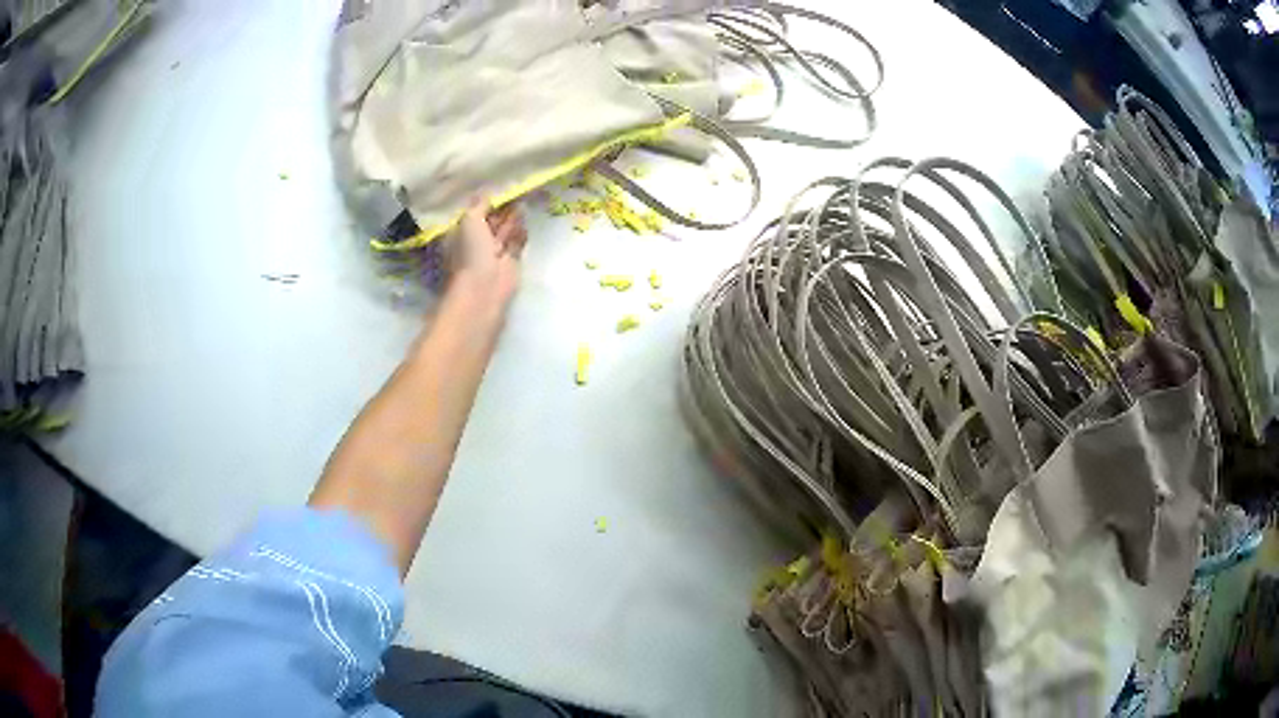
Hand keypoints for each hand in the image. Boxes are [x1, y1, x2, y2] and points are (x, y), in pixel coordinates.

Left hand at [450, 199, 527, 308]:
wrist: (484, 286)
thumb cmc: (470, 252)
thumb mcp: (470, 220)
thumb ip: (480, 204)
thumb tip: (487, 191)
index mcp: (462, 232)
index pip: (474, 212)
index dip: (485, 200)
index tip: (498, 187)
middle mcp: (477, 241)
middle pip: (491, 219)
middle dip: (502, 207)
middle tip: (516, 189)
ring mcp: (494, 251)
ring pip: (505, 229)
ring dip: (513, 217)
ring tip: (524, 199)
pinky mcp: (510, 260)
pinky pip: (517, 241)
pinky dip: (521, 232)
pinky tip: (526, 220)